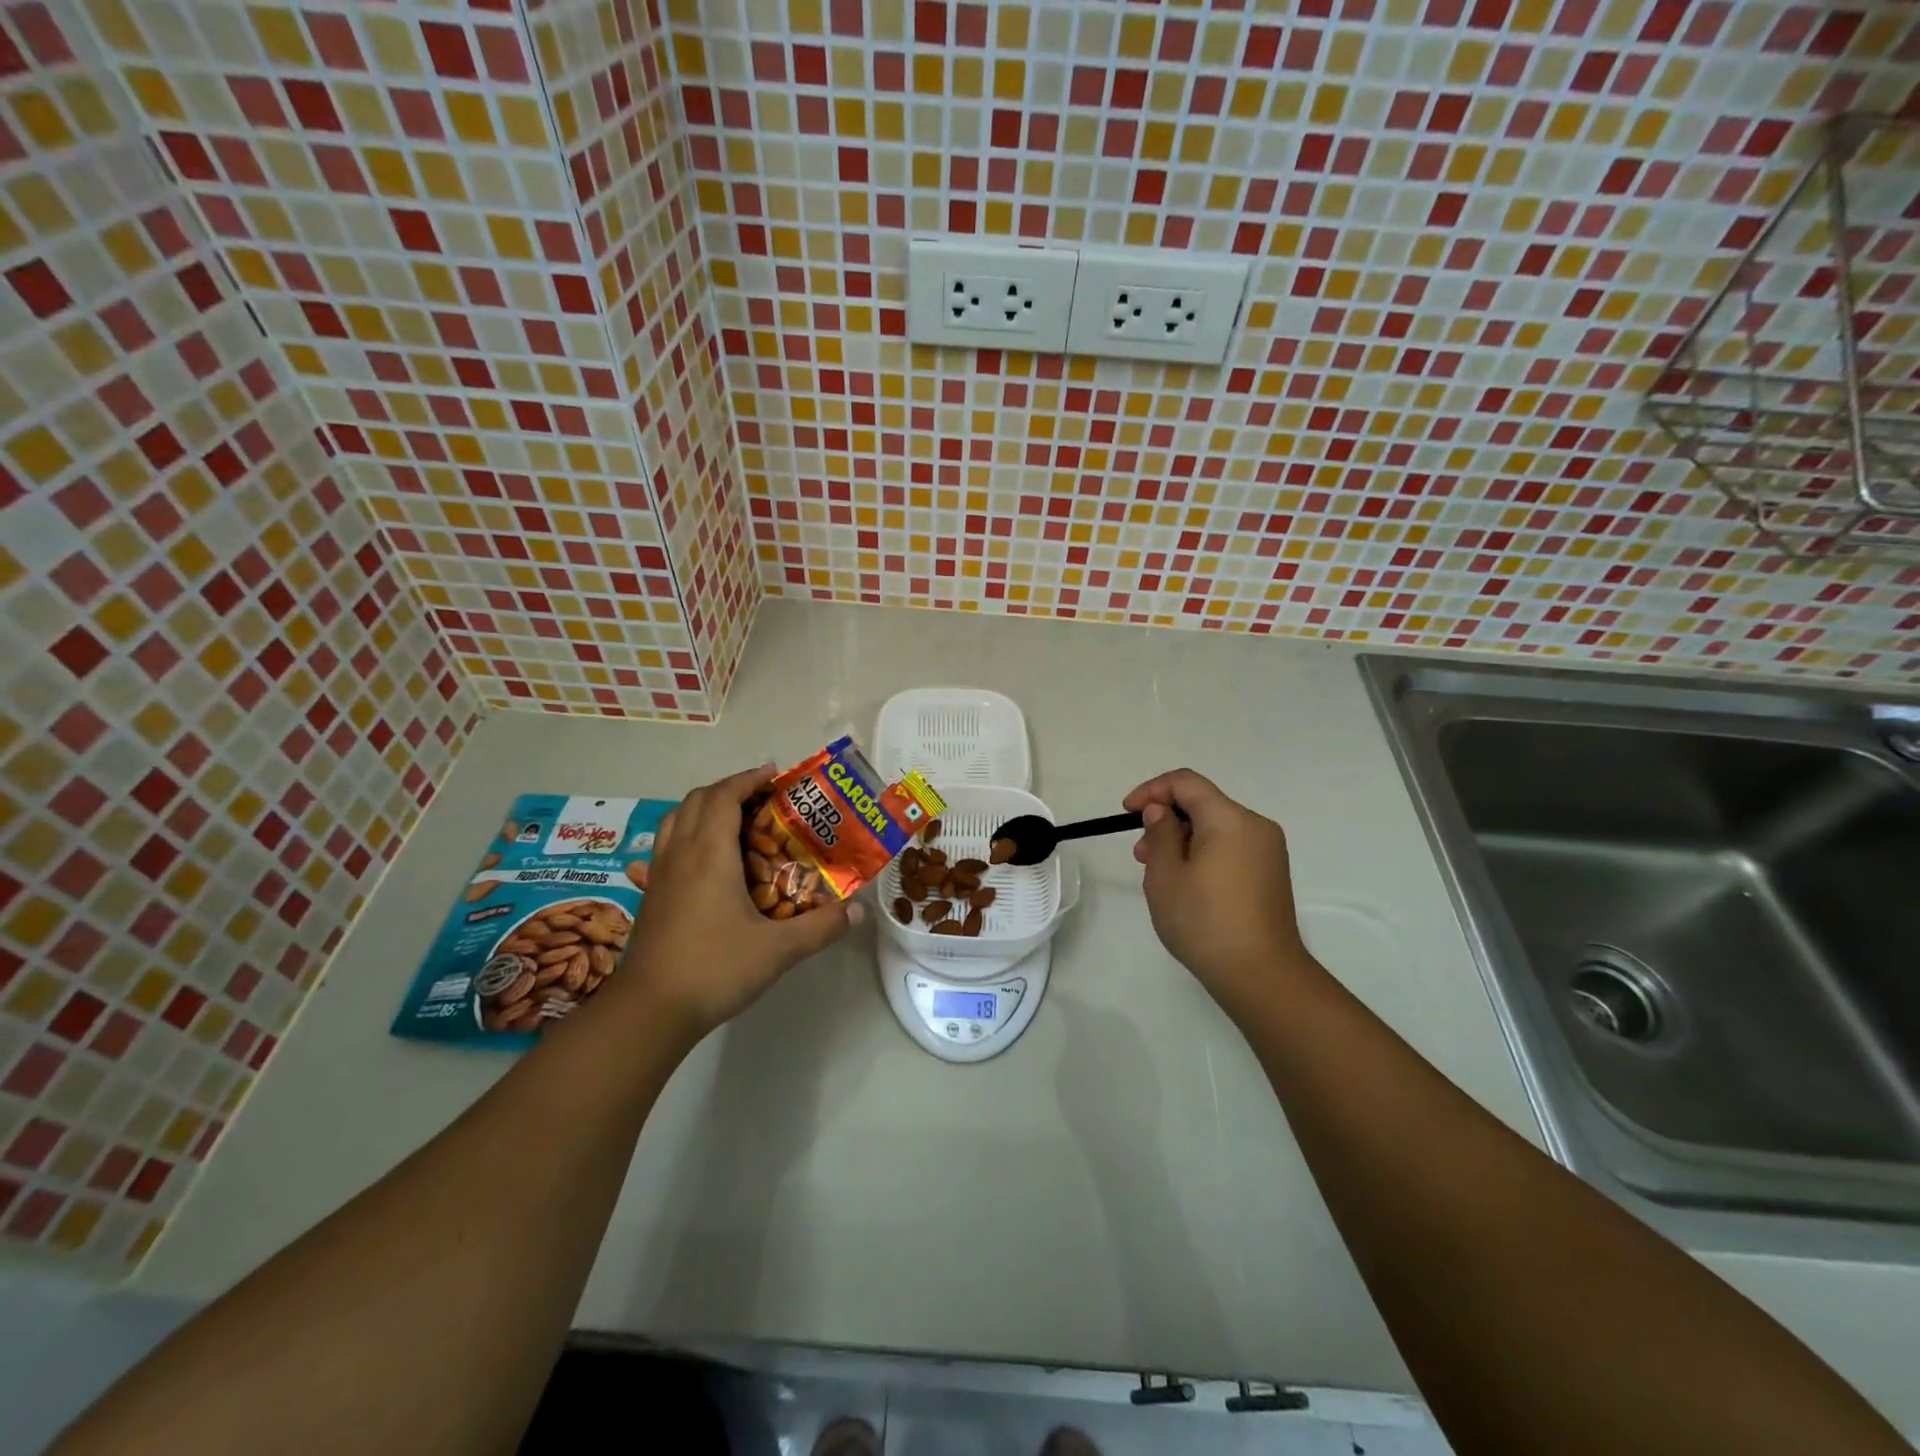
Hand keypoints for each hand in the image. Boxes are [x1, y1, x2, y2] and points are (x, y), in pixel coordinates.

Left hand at [616, 765, 862, 1040]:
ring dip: (704, 808)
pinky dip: (688, 834)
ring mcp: (660, 875)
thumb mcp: (777, 950)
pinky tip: (707, 861)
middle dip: (729, 789)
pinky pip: (667, 845)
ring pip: (676, 820)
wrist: (649, 1011)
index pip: (723, 796)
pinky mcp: (650, 896)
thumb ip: (821, 927)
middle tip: (761, 799)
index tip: (775, 776)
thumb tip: (859, 911)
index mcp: (709, 854)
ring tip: (734, 820)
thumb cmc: (714, 969)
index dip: (748, 779)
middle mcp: (680, 854)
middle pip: (697, 800)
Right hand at [1125, 768, 1308, 1017]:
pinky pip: (1230, 848)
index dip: (1151, 790)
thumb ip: (1160, 833)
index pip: (1186, 782)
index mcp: (1230, 819)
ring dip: (1183, 839)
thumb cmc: (1205, 921)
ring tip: (1160, 875)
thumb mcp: (1166, 875)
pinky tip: (1188, 886)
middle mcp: (1255, 826)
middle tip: (1141, 854)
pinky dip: (1203, 854)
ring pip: (1216, 828)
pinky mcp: (1271, 874)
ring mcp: (1268, 851)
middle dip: (1166, 819)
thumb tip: (1161, 811)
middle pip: (1203, 804)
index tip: (1127, 813)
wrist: (1261, 976)